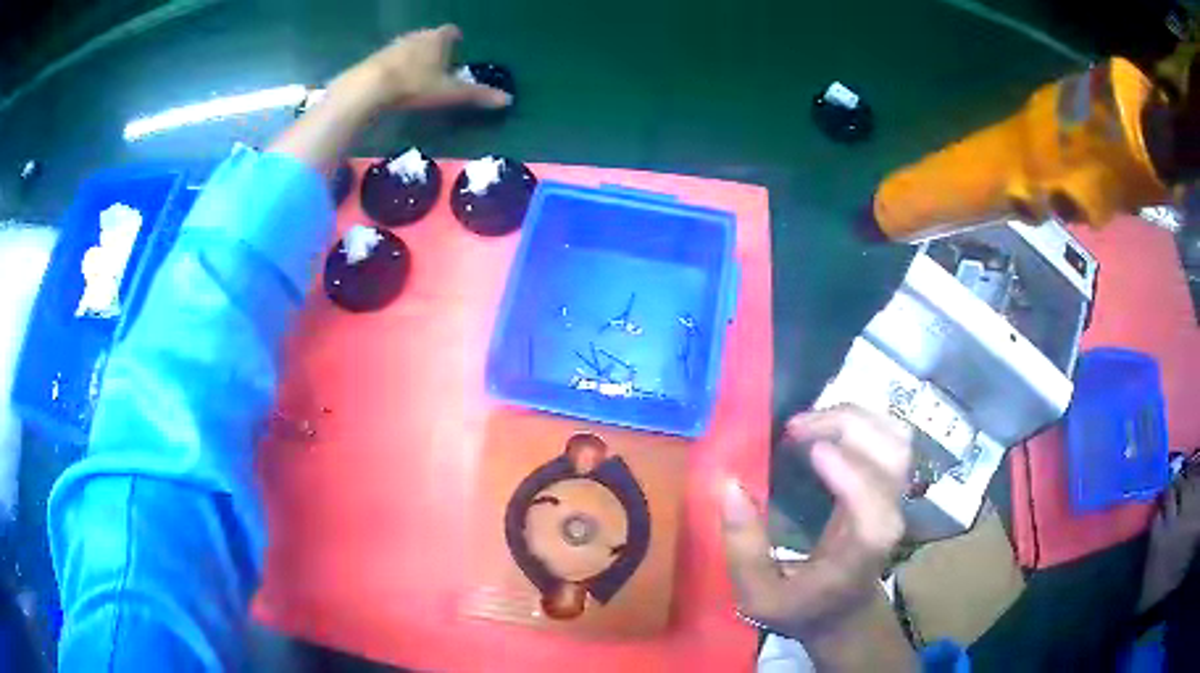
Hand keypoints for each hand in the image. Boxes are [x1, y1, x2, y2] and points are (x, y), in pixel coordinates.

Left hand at [332, 24, 511, 111]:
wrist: (369, 87)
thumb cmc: (414, 84)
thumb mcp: (449, 92)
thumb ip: (476, 94)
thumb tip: (507, 100)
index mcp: (437, 39)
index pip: (451, 31)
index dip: (455, 37)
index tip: (458, 43)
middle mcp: (416, 36)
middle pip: (429, 37)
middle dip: (434, 46)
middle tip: (439, 60)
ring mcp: (393, 45)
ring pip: (409, 46)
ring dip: (413, 55)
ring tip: (416, 70)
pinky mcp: (374, 58)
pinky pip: (390, 58)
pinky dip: (395, 65)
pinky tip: (393, 79)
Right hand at [721, 405, 912, 642]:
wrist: (844, 613)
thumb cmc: (802, 608)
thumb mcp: (758, 595)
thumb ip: (744, 550)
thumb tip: (729, 486)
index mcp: (863, 547)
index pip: (871, 500)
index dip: (845, 468)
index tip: (801, 446)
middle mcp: (889, 515)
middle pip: (890, 452)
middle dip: (844, 426)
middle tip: (793, 427)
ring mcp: (895, 496)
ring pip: (896, 438)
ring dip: (855, 418)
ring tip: (810, 422)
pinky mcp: (890, 484)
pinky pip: (891, 438)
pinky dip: (865, 421)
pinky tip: (831, 426)